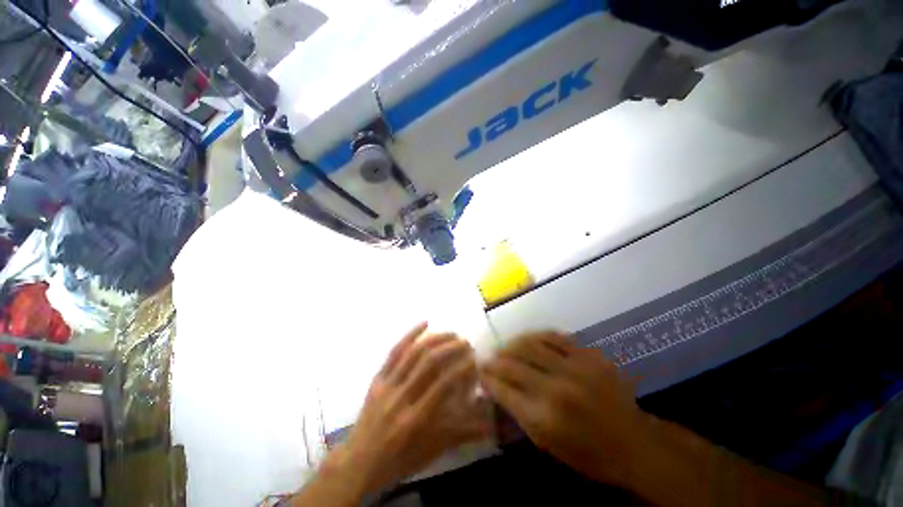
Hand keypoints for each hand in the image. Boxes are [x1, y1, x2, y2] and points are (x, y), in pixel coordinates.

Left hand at [329, 323, 489, 495]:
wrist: (358, 464)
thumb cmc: (399, 460)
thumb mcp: (432, 451)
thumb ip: (461, 434)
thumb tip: (489, 423)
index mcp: (415, 419)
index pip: (443, 385)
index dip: (461, 368)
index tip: (474, 359)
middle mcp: (401, 398)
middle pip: (428, 363)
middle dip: (450, 348)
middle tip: (465, 342)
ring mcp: (386, 385)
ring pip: (413, 353)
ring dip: (434, 339)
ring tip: (451, 333)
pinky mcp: (377, 378)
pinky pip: (394, 352)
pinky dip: (410, 335)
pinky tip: (424, 323)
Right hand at [481, 331, 650, 487]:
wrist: (634, 443)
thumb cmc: (587, 453)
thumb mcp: (547, 443)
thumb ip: (518, 411)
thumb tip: (495, 386)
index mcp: (544, 417)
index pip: (503, 389)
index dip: (488, 378)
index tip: (480, 371)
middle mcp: (556, 388)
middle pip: (513, 364)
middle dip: (495, 359)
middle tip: (488, 357)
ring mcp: (575, 368)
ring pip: (531, 344)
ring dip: (512, 344)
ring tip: (505, 346)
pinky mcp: (589, 355)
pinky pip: (555, 336)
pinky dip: (537, 335)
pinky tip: (529, 338)